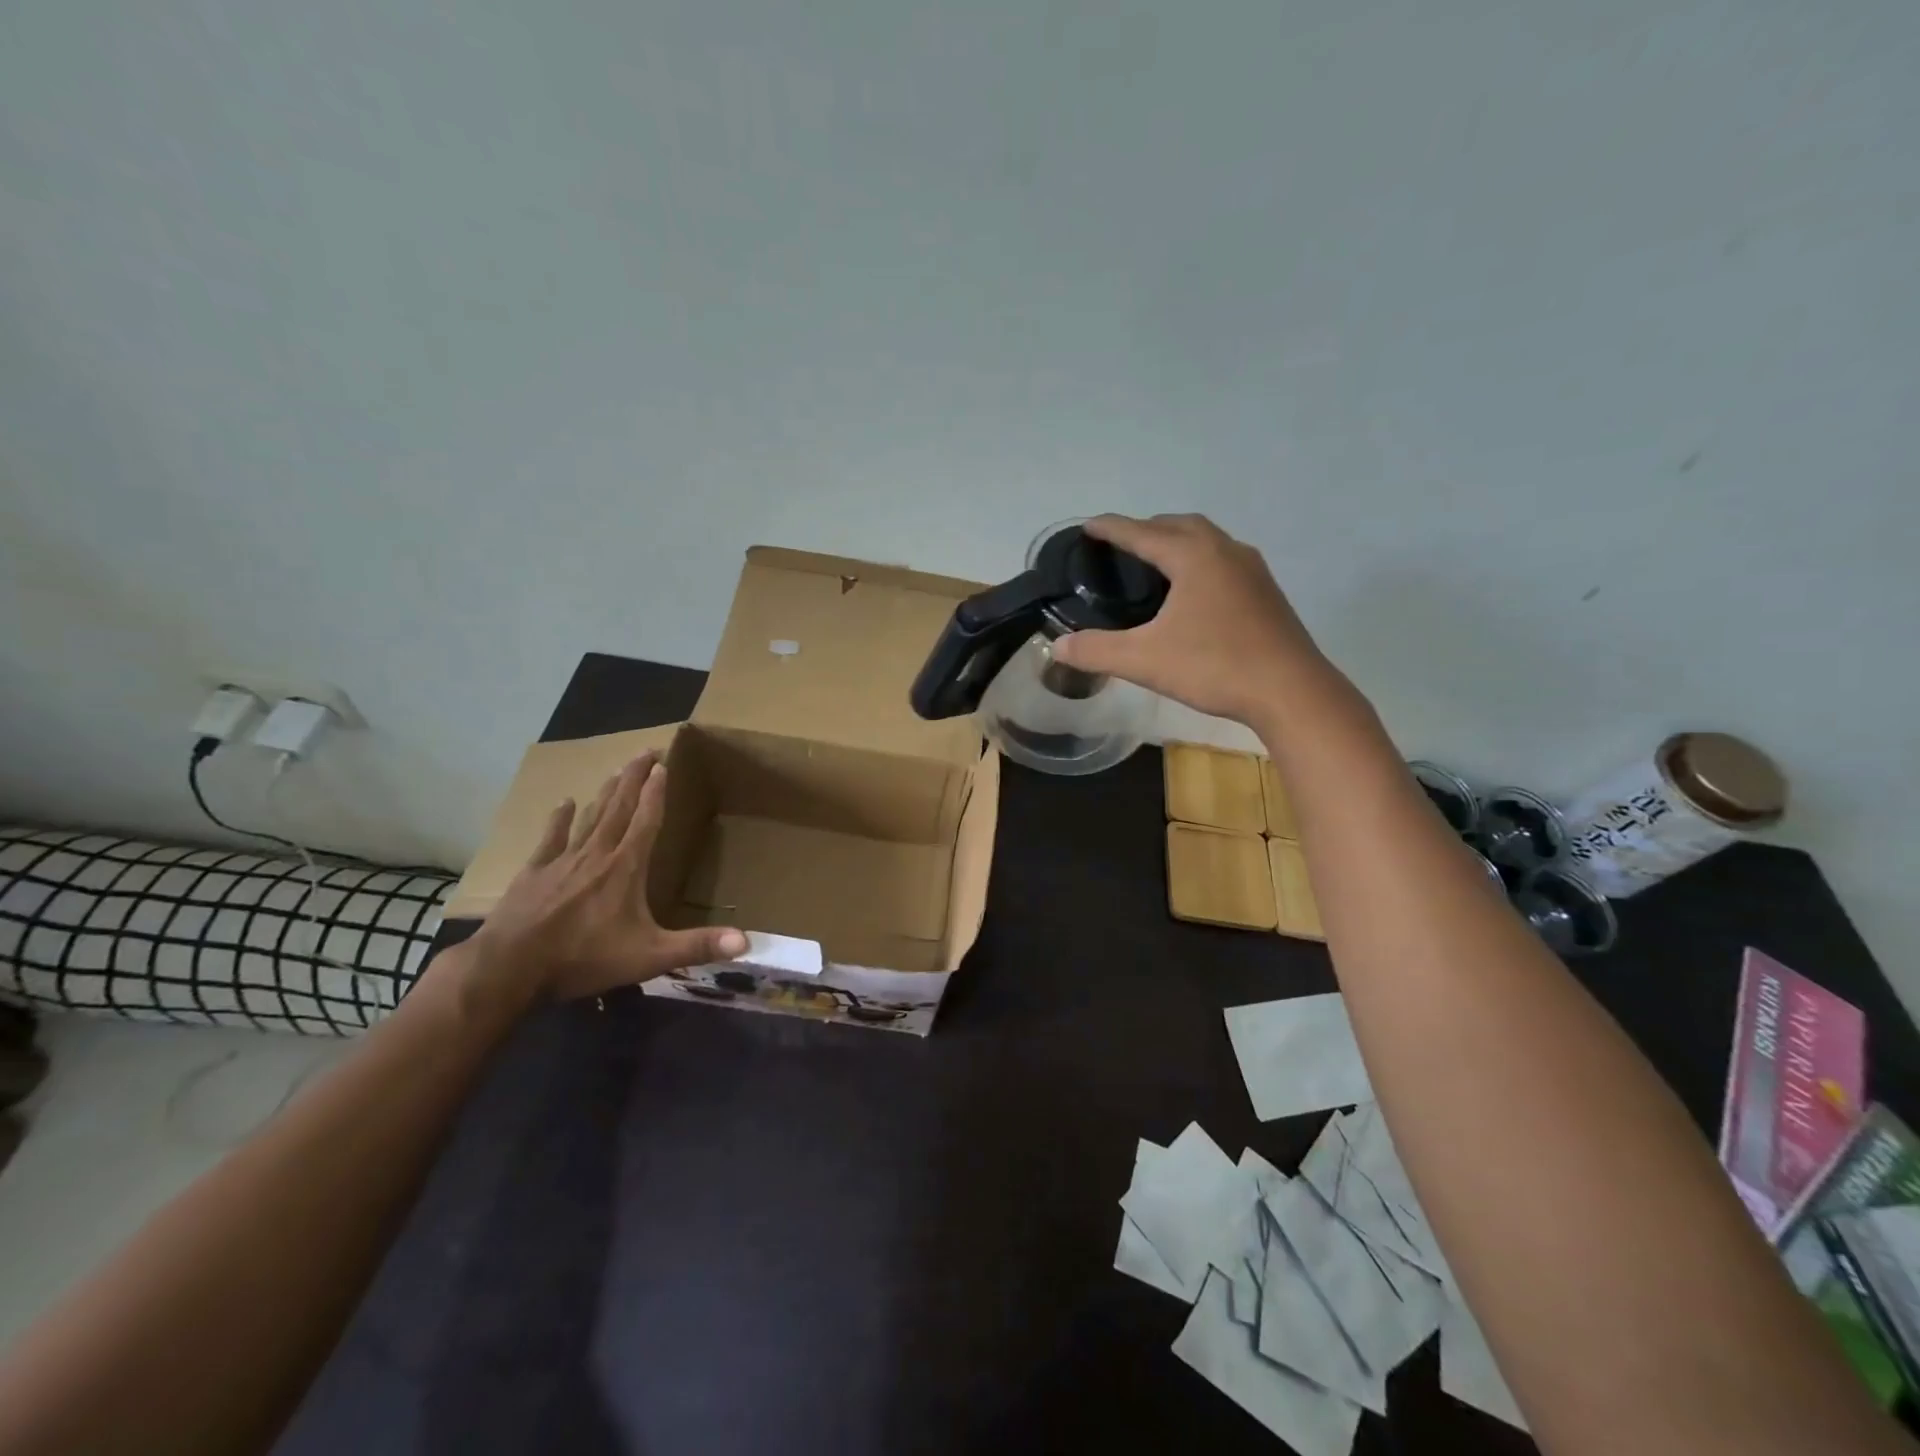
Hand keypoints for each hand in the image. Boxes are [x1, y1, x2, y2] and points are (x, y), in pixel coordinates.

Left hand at [470, 751, 745, 1000]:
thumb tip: (746, 941)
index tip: (663, 765)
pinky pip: (551, 838)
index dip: (656, 793)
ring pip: (590, 817)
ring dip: (605, 792)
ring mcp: (562, 861)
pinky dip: (560, 819)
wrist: (510, 968)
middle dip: (634, 779)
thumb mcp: (650, 956)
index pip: (646, 820)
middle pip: (619, 808)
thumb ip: (697, 946)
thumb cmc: (584, 958)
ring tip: (616, 770)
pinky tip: (564, 802)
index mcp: (626, 868)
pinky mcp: (534, 874)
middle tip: (644, 751)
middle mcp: (597, 854)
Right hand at [1051, 513, 1334, 725]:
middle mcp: (1225, 550)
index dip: (1110, 528)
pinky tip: (1193, 592)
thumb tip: (1058, 646)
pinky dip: (1199, 562)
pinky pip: (1224, 560)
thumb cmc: (1215, 666)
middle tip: (1120, 547)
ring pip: (1207, 540)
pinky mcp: (1266, 592)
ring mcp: (1252, 570)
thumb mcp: (1144, 660)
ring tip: (1154, 564)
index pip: (1141, 532)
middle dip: (1146, 529)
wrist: (1290, 691)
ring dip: (1177, 542)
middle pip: (1178, 525)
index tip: (1087, 526)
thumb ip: (1096, 651)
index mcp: (1193, 556)